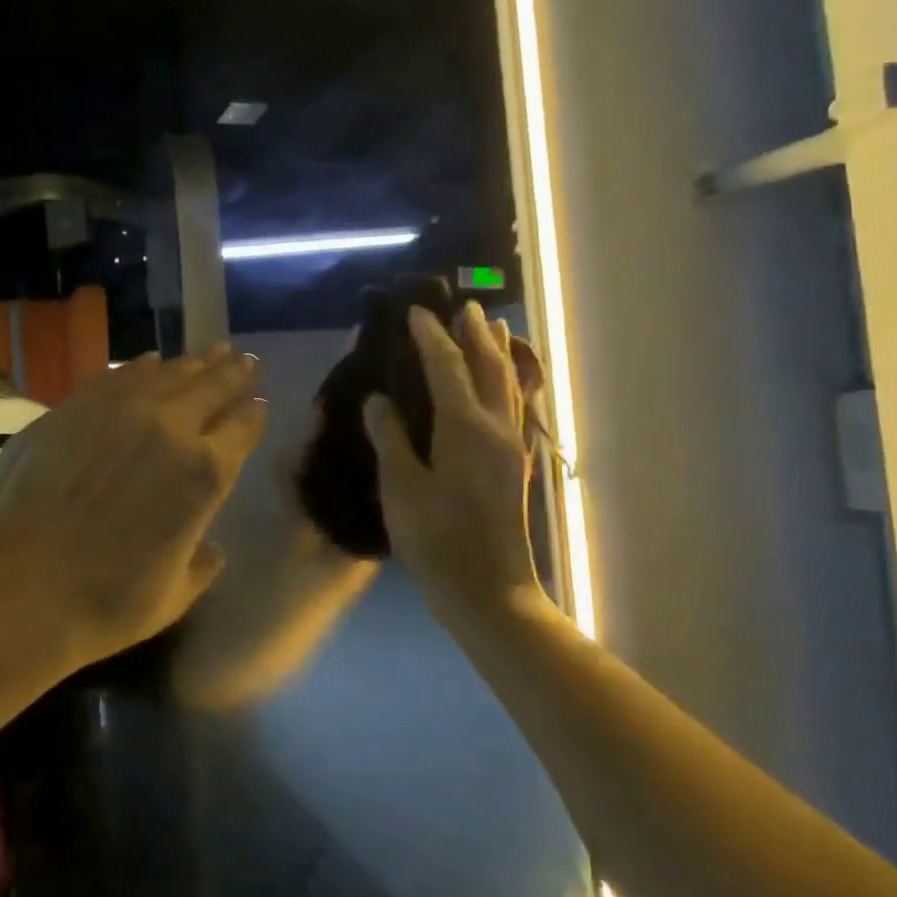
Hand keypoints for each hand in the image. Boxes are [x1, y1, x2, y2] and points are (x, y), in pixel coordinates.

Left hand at [0, 346, 266, 672]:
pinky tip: (149, 361)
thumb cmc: (105, 603)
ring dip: (193, 363)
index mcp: (204, 474)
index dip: (254, 413)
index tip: (259, 403)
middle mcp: (171, 428)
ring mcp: (120, 411)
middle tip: (244, 360)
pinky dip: (141, 366)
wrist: (18, 588)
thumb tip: (210, 550)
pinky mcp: (76, 407)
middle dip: (233, 373)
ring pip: (168, 373)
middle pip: (212, 387)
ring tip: (209, 353)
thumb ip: (200, 565)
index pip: (243, 427)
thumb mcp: (173, 596)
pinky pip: (119, 375)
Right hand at [364, 304, 541, 621]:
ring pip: (509, 384)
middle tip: (465, 305)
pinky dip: (511, 381)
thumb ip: (391, 439)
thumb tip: (379, 400)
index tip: (415, 312)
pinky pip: (517, 406)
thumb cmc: (438, 542)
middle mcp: (495, 427)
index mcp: (465, 428)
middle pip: (489, 366)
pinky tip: (508, 382)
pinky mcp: (516, 464)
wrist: (489, 590)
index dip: (430, 337)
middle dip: (475, 333)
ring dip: (499, 352)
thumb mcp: (401, 490)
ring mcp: (511, 446)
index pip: (446, 367)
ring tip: (495, 326)